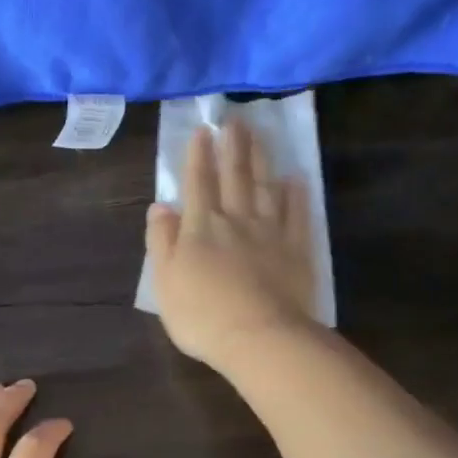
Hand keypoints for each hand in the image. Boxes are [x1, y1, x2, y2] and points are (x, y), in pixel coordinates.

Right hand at [146, 116, 319, 370]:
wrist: (259, 337)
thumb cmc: (202, 316)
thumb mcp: (164, 282)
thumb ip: (161, 241)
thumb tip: (160, 206)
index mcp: (200, 228)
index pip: (198, 183)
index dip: (199, 156)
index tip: (202, 130)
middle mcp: (236, 220)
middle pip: (234, 177)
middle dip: (233, 147)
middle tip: (235, 120)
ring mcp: (270, 233)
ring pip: (265, 188)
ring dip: (261, 160)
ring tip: (260, 135)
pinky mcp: (297, 250)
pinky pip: (297, 215)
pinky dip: (296, 195)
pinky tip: (296, 179)